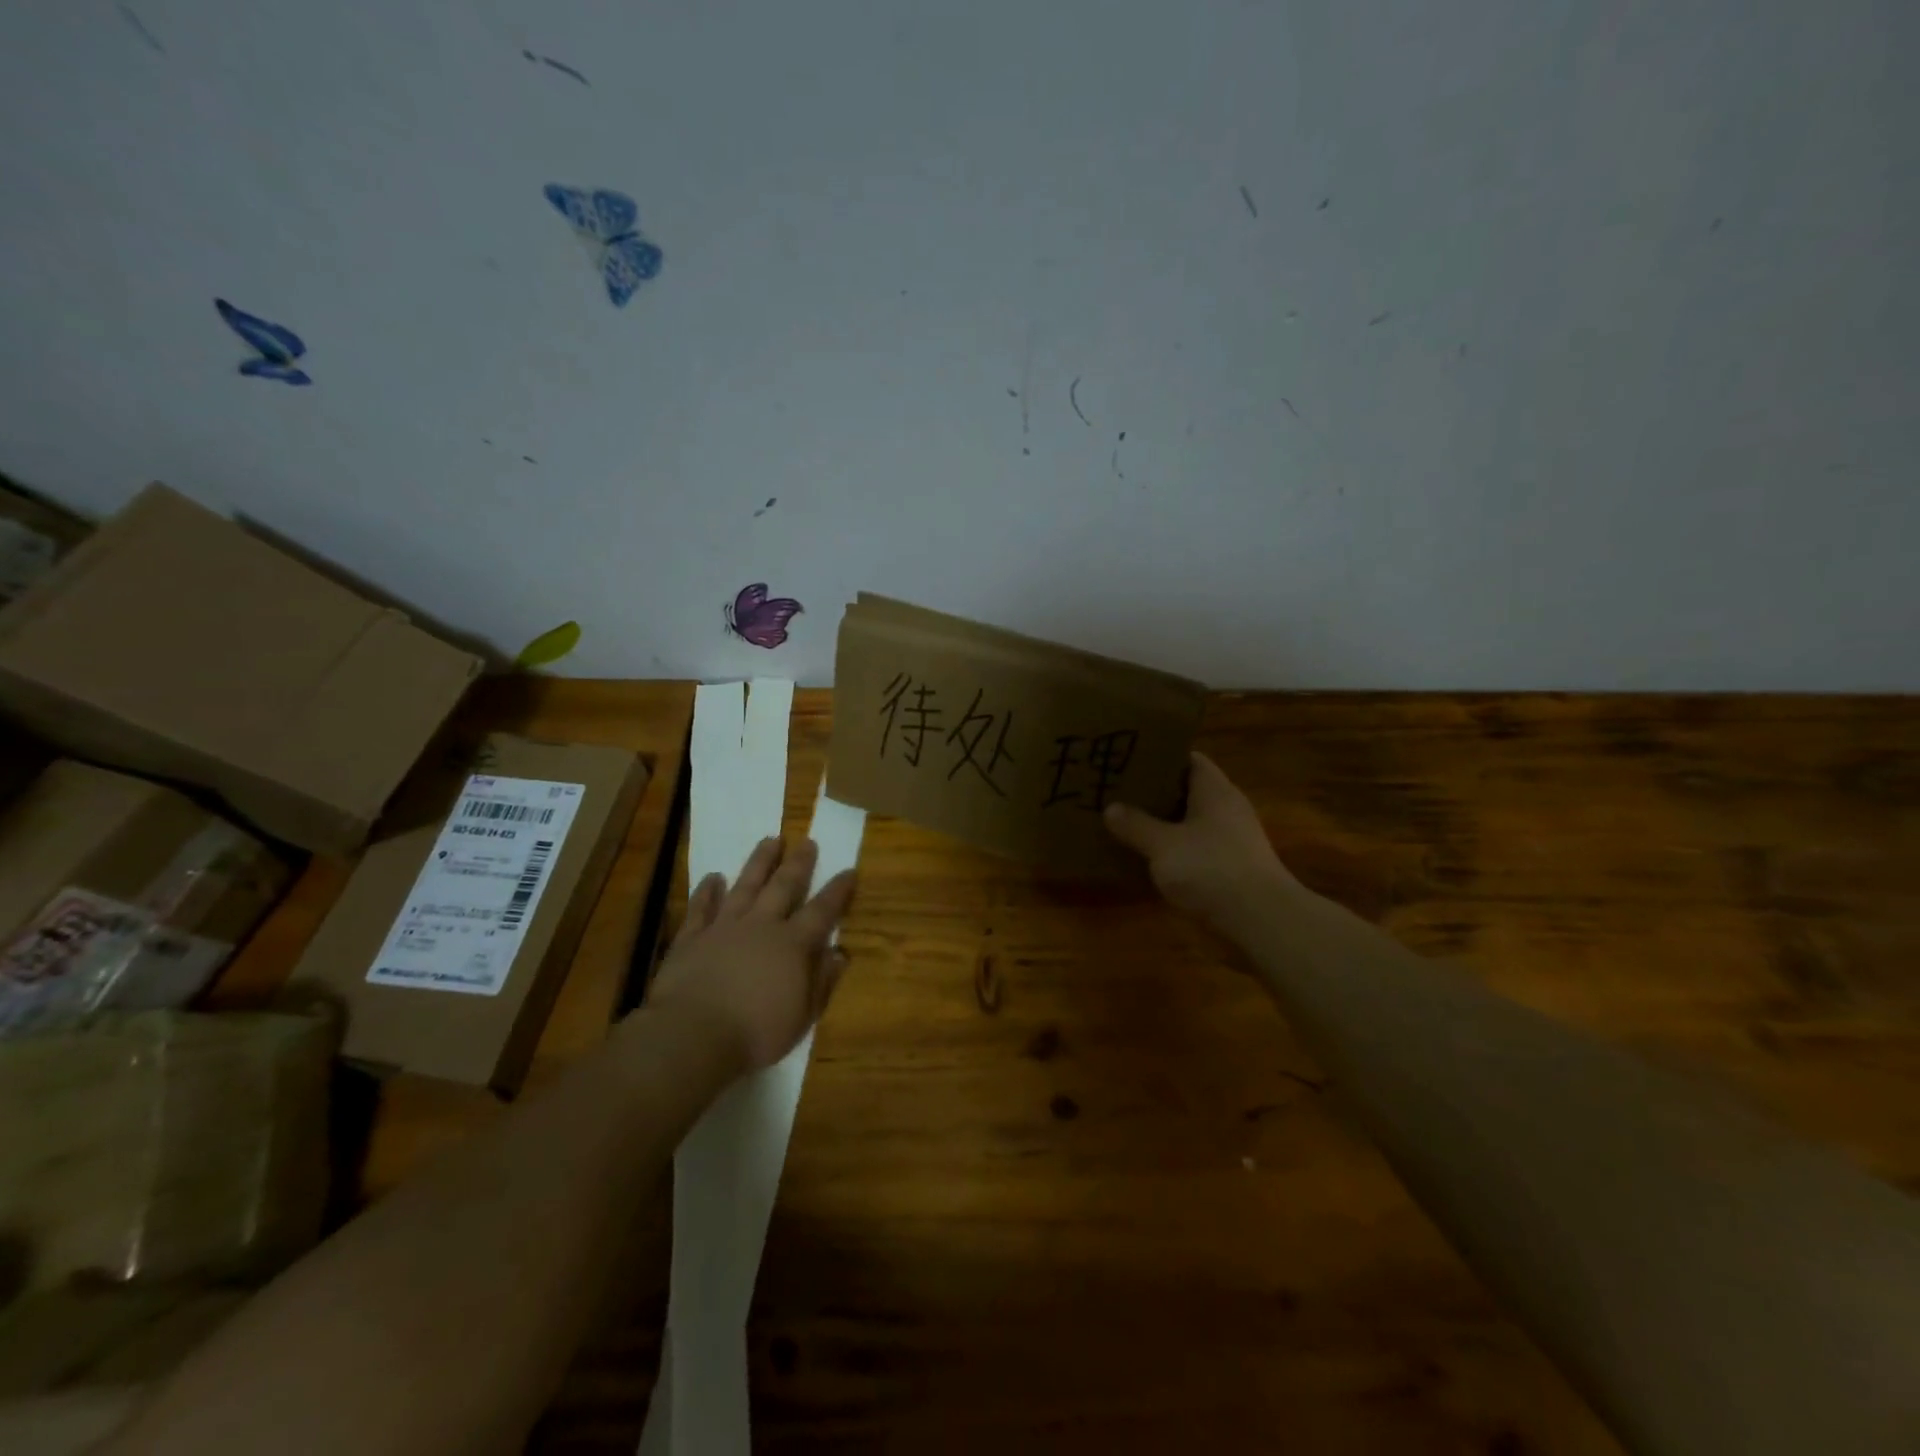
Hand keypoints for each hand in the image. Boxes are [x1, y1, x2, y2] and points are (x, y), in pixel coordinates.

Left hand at [646, 837, 856, 1074]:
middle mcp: (761, 926)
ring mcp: (724, 927)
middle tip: (807, 841)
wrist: (693, 1035)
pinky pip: (701, 908)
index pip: (822, 911)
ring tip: (770, 840)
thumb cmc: (756, 1032)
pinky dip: (707, 891)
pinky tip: (713, 877)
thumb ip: (822, 981)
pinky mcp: (691, 938)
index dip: (837, 891)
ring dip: (759, 863)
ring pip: (745, 886)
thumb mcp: (802, 1016)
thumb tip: (840, 953)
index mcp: (792, 944)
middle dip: (798, 864)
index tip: (849, 870)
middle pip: (783, 887)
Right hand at [1104, 752, 1299, 932]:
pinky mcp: (1233, 865)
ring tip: (1127, 823)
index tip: (1129, 760)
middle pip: (1188, 790)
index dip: (1160, 757)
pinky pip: (1198, 846)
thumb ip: (1136, 825)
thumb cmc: (1211, 869)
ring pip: (1192, 820)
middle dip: (1155, 791)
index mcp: (1214, 790)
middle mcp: (1227, 807)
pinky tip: (1151, 857)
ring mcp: (1233, 838)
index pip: (1188, 759)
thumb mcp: (1163, 846)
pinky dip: (1175, 847)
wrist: (1262, 919)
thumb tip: (1111, 808)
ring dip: (1164, 822)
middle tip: (1118, 792)